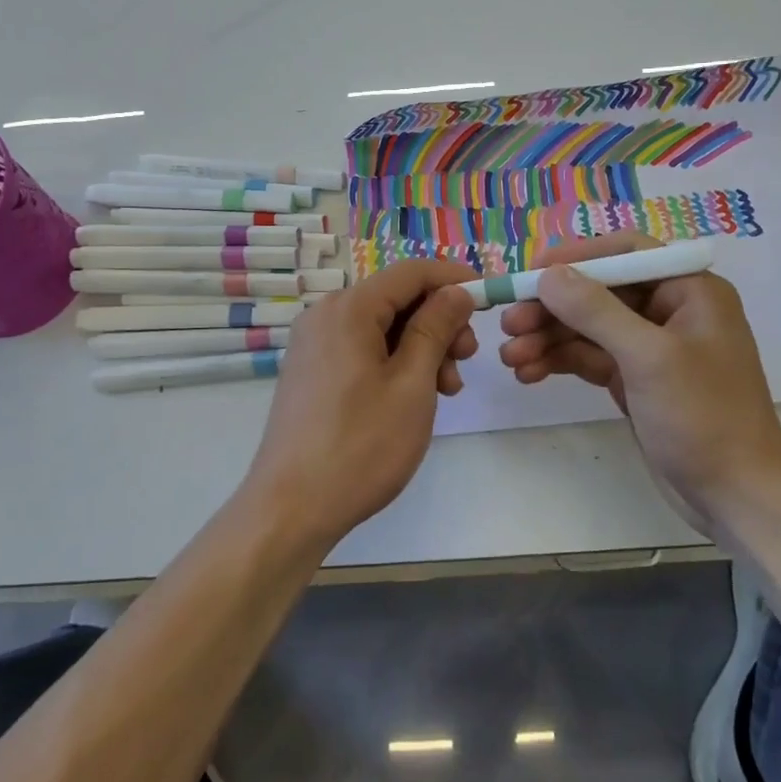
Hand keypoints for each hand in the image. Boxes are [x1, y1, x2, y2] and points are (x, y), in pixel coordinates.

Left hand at [240, 258, 477, 551]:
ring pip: (381, 327)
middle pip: (396, 299)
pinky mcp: (311, 370)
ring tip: (446, 389)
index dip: (454, 279)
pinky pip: (361, 348)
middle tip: (467, 360)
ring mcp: (313, 343)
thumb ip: (436, 328)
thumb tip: (457, 291)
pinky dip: (394, 362)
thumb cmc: (361, 445)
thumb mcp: (412, 384)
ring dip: (420, 347)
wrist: (291, 508)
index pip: (411, 273)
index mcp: (348, 308)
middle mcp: (325, 315)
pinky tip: (415, 395)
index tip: (489, 297)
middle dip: (439, 322)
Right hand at [496, 231, 780, 522]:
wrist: (737, 497)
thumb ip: (596, 311)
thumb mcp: (648, 358)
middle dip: (552, 308)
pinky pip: (589, 357)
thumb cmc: (703, 416)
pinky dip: (559, 361)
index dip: (577, 257)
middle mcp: (669, 309)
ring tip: (509, 357)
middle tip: (508, 325)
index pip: (626, 253)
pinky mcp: (635, 378)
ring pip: (588, 327)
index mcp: (688, 289)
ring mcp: (650, 346)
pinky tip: (527, 373)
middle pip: (598, 292)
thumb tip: (549, 275)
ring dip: (548, 338)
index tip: (532, 272)